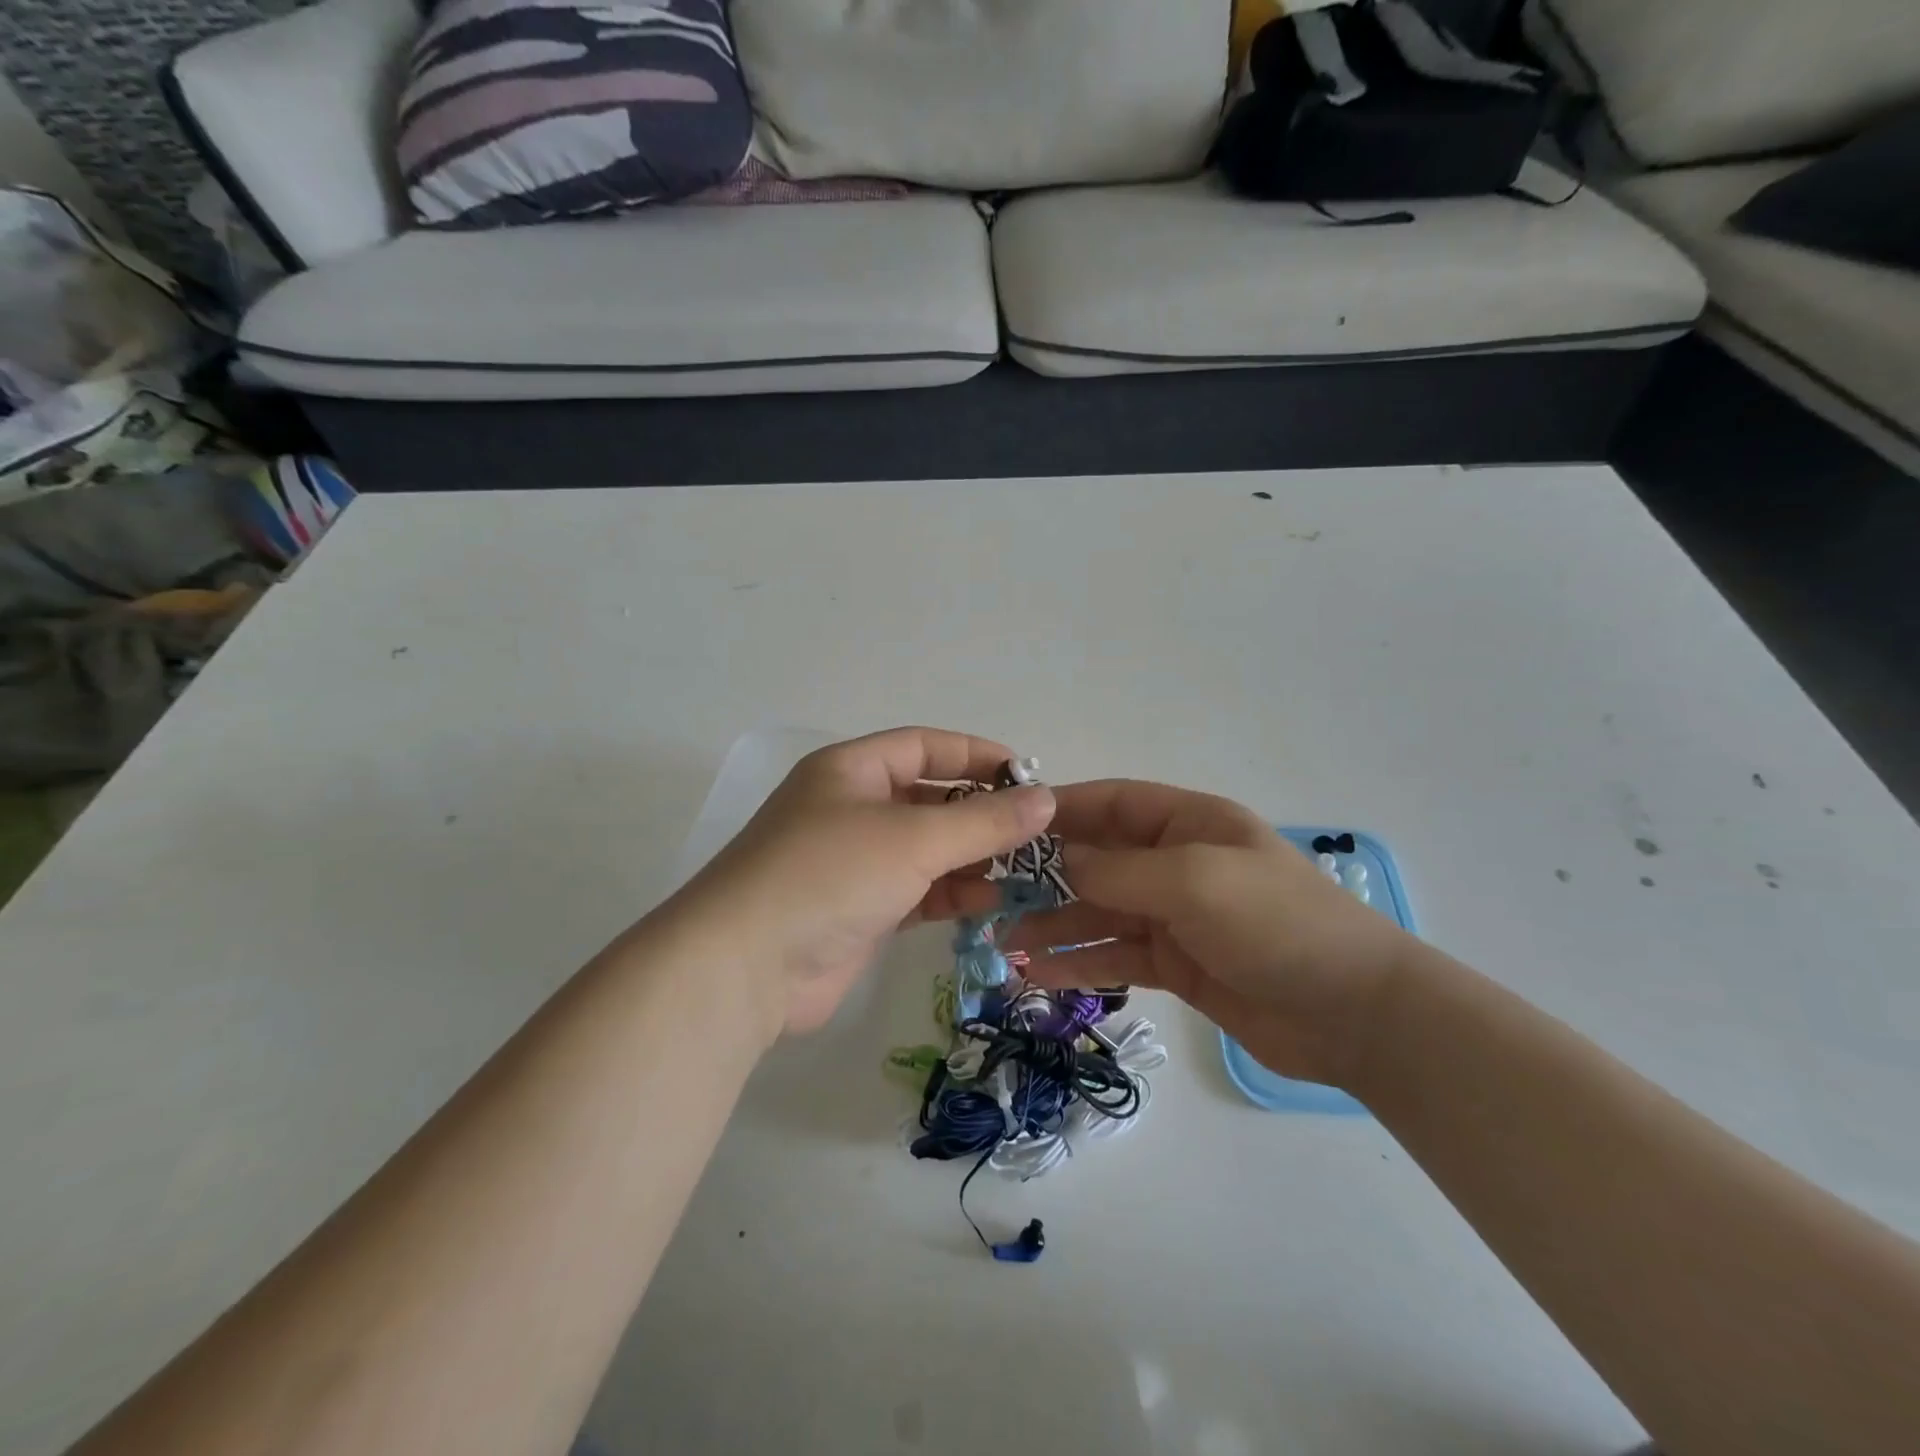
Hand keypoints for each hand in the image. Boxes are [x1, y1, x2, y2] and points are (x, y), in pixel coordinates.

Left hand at [665, 728, 1055, 1041]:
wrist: (745, 966)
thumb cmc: (830, 875)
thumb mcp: (914, 838)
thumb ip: (984, 821)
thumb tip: (1047, 800)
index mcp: (851, 770)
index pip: (924, 746)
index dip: (976, 755)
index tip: (1027, 777)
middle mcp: (850, 809)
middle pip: (927, 798)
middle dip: (979, 812)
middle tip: (1033, 831)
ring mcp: (852, 862)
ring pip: (924, 848)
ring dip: (970, 856)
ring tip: (1021, 869)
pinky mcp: (857, 911)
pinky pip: (915, 891)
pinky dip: (949, 893)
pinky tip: (987, 902)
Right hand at [994, 781, 1416, 1087]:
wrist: (1355, 1014)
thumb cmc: (1277, 924)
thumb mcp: (1195, 881)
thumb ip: (1121, 870)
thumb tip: (1061, 862)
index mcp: (1189, 823)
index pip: (1113, 803)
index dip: (1062, 810)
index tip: (1007, 824)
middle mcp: (1176, 863)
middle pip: (1098, 860)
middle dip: (1046, 876)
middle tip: (991, 894)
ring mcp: (1175, 916)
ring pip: (1099, 913)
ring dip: (1054, 925)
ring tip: (1004, 943)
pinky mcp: (1176, 965)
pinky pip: (1115, 956)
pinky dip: (1079, 963)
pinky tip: (1039, 975)